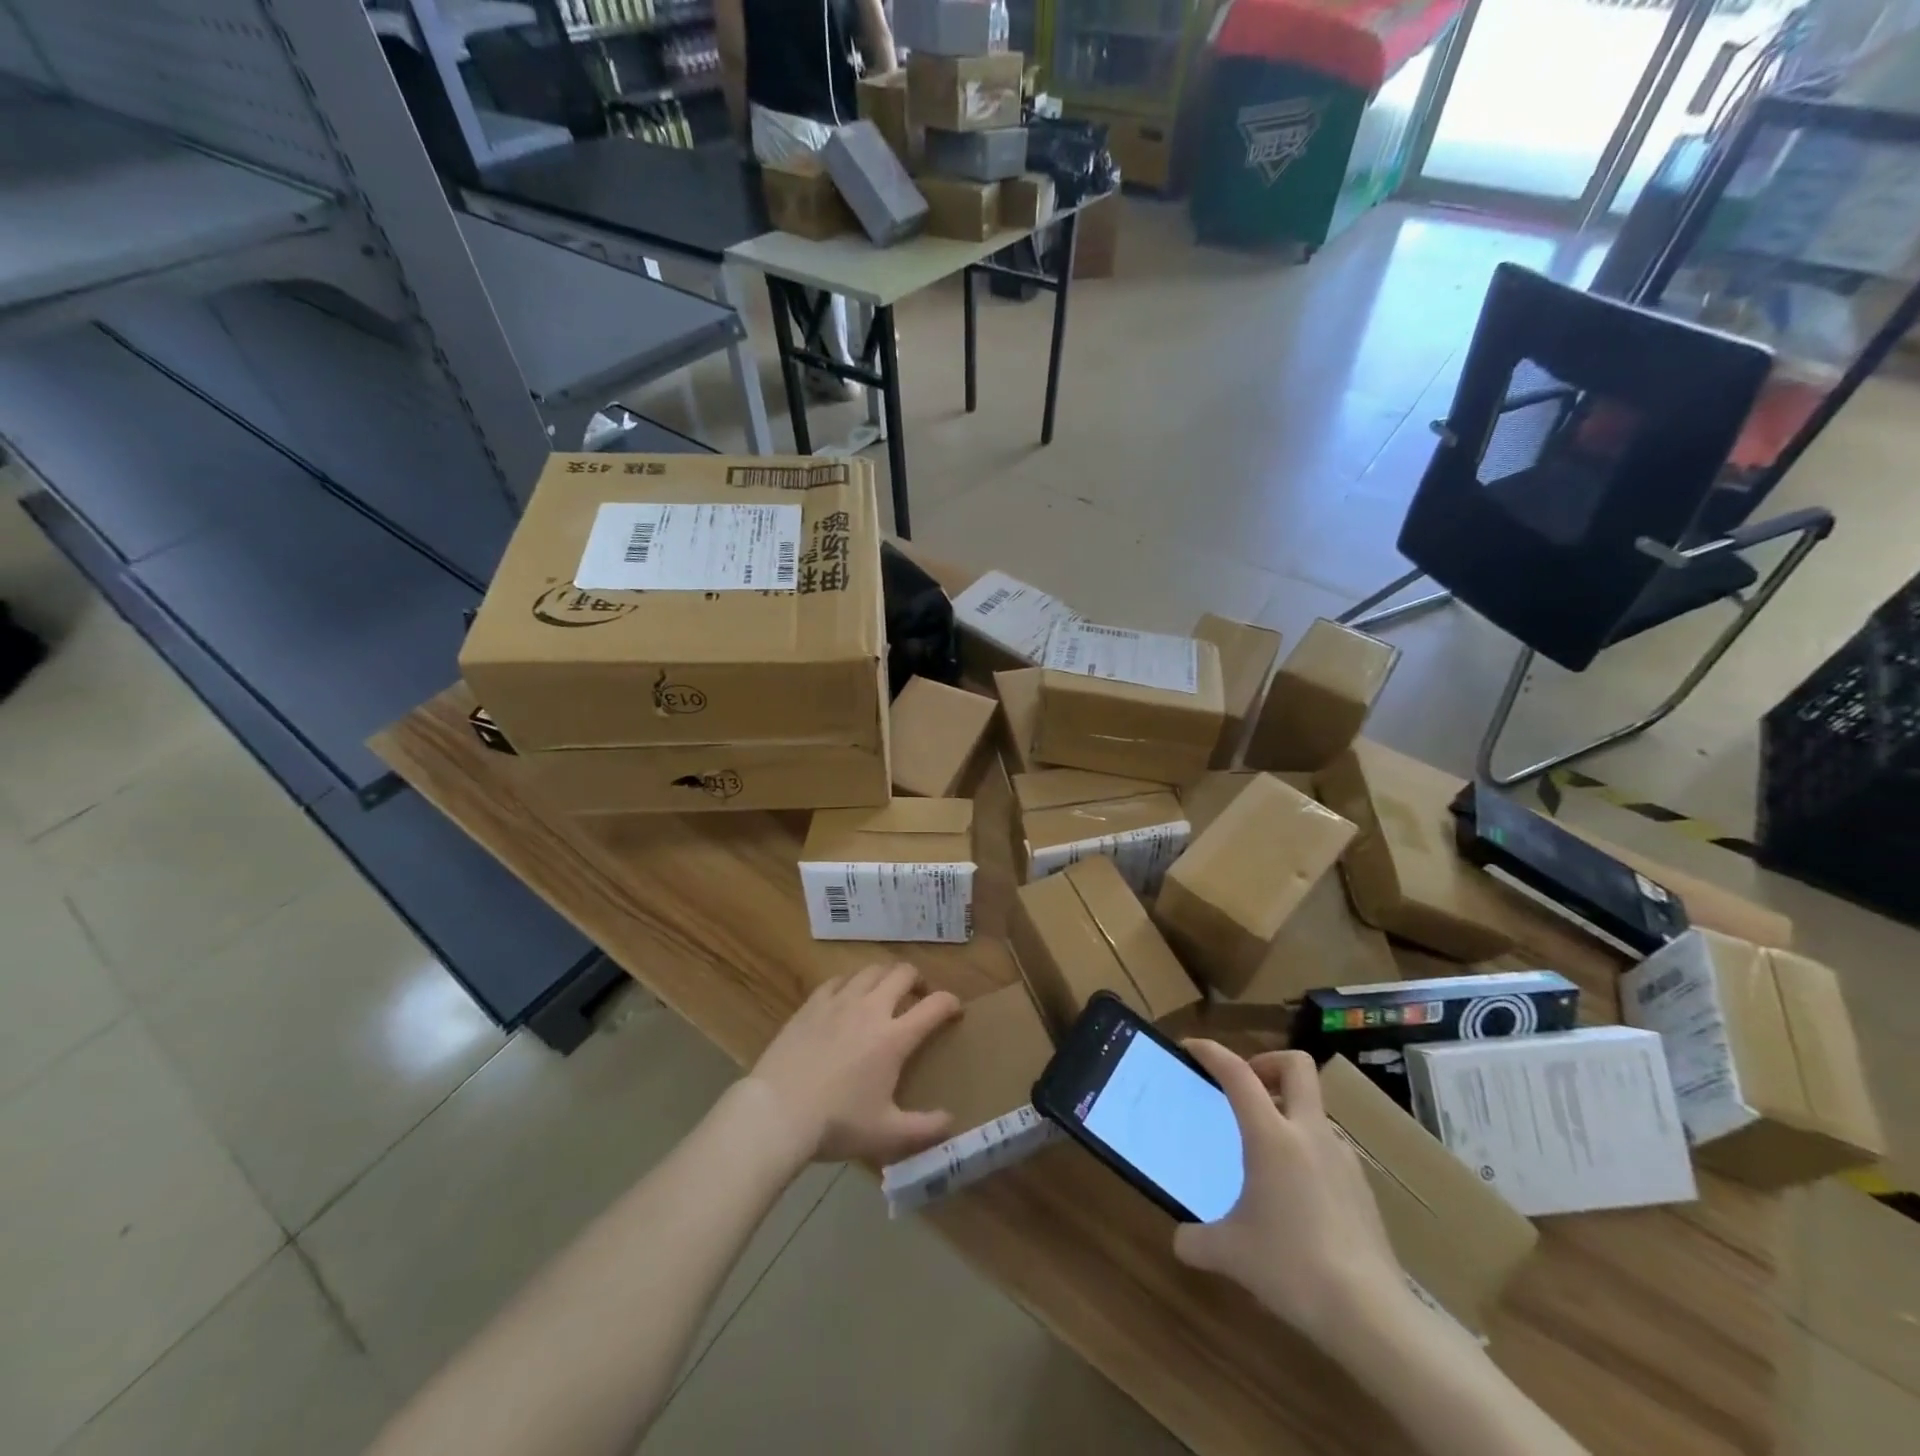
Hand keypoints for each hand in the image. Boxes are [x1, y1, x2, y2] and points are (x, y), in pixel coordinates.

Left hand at [746, 963, 961, 1164]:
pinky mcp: (812, 1003)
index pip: (935, 1005)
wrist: (777, 1112)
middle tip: (918, 996)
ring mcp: (839, 1002)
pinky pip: (838, 979)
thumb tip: (951, 1121)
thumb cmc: (836, 1124)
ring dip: (885, 977)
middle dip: (918, 980)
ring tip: (884, 993)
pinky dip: (851, 982)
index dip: (951, 1003)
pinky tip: (847, 997)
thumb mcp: (886, 1134)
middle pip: (903, 973)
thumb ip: (924, 1128)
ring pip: (871, 970)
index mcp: (894, 1037)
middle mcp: (871, 1009)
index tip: (955, 1010)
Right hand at [1173, 1043, 1410, 1347]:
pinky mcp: (1362, 1188)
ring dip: (1288, 1113)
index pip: (1238, 1073)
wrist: (1371, 1315)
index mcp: (1272, 1136)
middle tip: (1245, 1089)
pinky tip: (1295, 1193)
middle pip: (1297, 1066)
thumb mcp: (1230, 1254)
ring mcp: (1343, 1158)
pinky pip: (1329, 1148)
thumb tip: (1181, 1240)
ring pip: (1314, 1109)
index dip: (1212, 1052)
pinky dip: (1307, 1151)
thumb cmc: (1291, 1267)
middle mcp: (1310, 1134)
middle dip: (1267, 1063)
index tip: (1191, 1048)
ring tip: (1266, 1152)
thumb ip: (1197, 1240)